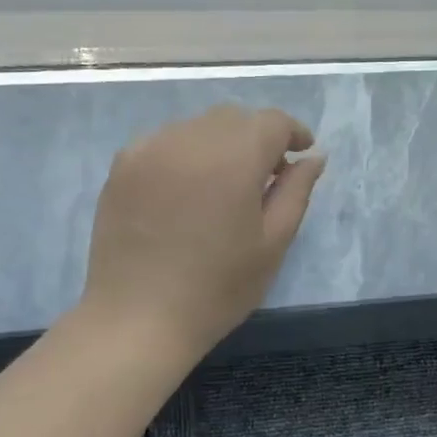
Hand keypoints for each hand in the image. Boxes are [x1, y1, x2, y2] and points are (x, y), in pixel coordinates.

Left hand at [82, 104, 325, 357]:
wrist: (139, 318)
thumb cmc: (217, 288)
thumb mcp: (272, 243)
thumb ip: (296, 191)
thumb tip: (313, 156)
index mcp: (233, 158)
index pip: (271, 121)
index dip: (292, 133)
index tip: (301, 155)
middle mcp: (189, 139)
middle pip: (234, 118)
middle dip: (256, 137)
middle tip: (265, 177)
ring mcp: (150, 149)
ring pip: (197, 126)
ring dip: (220, 143)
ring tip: (222, 185)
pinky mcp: (122, 165)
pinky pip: (165, 141)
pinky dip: (185, 153)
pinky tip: (185, 191)